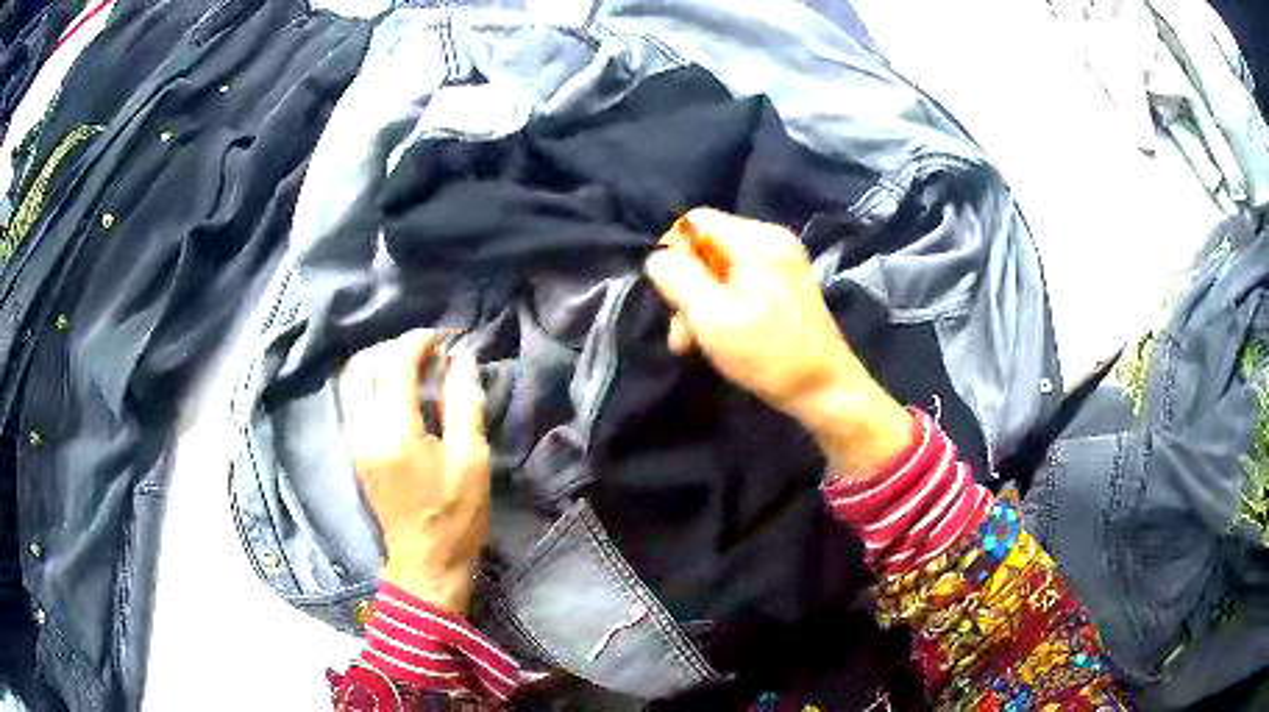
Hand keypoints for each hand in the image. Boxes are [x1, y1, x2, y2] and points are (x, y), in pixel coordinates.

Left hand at [337, 330, 489, 613]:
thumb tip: (462, 361)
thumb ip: (464, 404)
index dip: (418, 344)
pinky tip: (400, 395)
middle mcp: (366, 431)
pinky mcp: (357, 454)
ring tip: (413, 371)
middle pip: (364, 369)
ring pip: (354, 385)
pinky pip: (356, 404)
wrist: (426, 562)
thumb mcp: (472, 459)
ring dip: (380, 367)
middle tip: (426, 354)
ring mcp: (356, 443)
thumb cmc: (455, 515)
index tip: (442, 339)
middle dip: (394, 351)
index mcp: (395, 432)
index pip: (396, 366)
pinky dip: (374, 387)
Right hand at [644, 208, 911, 477]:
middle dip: (686, 288)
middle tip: (682, 334)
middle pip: (706, 246)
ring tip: (695, 344)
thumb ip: (677, 278)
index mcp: (757, 239)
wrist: (825, 390)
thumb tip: (657, 258)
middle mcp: (771, 240)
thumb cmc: (768, 354)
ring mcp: (782, 263)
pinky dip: (723, 307)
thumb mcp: (711, 316)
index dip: (673, 255)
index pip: (694, 221)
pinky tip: (720, 338)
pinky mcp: (785, 285)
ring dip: (701, 304)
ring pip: (719, 269)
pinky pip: (739, 283)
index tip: (670, 297)